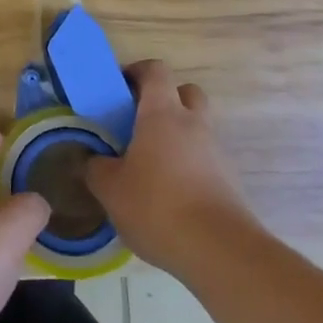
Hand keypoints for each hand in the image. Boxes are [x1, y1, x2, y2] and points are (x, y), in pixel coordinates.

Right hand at [86, 60, 256, 275]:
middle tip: (138, 121)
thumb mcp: (110, 189)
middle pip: (185, 92)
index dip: (137, 71)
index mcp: (162, 113)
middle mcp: (193, 124)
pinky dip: (188, 163)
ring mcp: (216, 152)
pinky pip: (204, 158)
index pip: (155, 71)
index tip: (118, 88)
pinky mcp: (228, 180)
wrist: (220, 251)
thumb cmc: (158, 206)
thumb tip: (93, 160)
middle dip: (164, 99)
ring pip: (197, 127)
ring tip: (149, 163)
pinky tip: (168, 192)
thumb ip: (96, 168)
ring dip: (176, 134)